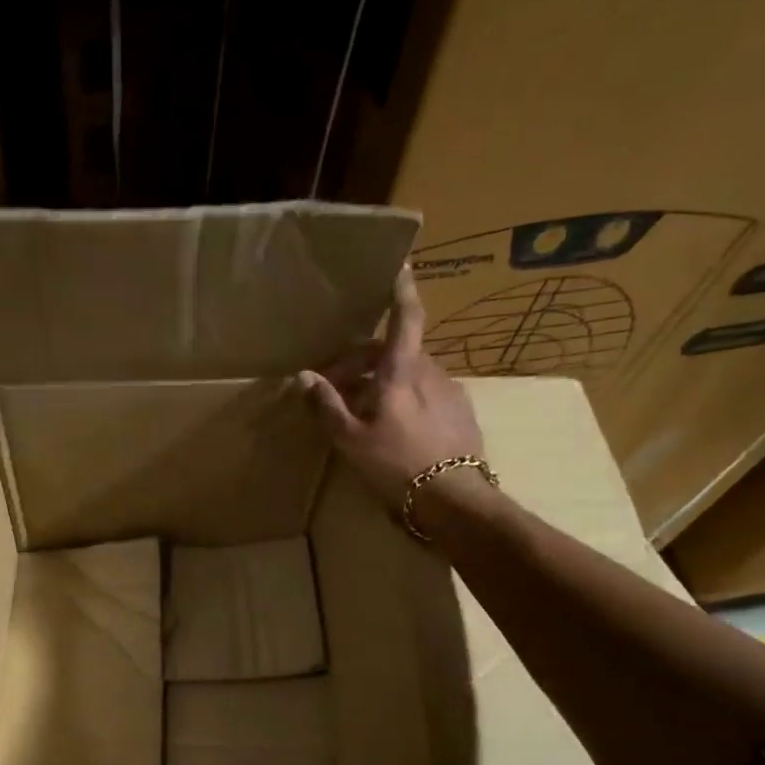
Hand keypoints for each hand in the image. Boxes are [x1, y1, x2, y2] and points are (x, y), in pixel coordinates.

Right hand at [298, 267, 487, 502]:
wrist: (454, 500)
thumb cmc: (397, 465)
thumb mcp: (351, 440)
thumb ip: (326, 406)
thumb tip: (304, 377)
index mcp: (402, 372)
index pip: (405, 317)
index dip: (401, 289)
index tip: (400, 264)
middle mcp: (430, 372)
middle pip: (395, 351)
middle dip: (363, 361)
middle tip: (334, 387)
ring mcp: (450, 392)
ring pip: (410, 373)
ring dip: (382, 381)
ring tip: (359, 412)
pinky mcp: (461, 413)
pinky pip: (426, 393)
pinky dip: (404, 397)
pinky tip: (391, 427)